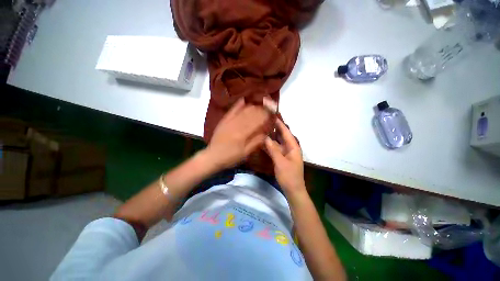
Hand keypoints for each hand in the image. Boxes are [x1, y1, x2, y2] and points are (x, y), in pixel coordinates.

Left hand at [205, 98, 272, 169]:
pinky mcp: (224, 120)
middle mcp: (237, 124)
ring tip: (261, 104)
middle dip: (262, 109)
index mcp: (243, 133)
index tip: (273, 112)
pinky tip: (244, 100)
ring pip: (244, 110)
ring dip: (253, 106)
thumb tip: (266, 133)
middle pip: (252, 113)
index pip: (257, 120)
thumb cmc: (230, 157)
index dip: (266, 115)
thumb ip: (256, 142)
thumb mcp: (245, 153)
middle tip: (269, 106)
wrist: (213, 156)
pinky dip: (239, 104)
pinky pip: (232, 110)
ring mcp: (229, 121)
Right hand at [264, 119, 305, 195]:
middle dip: (275, 129)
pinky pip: (276, 148)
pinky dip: (270, 145)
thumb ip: (273, 149)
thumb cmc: (289, 176)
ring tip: (263, 129)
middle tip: (266, 121)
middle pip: (282, 136)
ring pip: (278, 142)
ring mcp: (286, 153)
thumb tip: (266, 138)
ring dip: (272, 136)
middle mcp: (290, 148)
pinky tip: (264, 142)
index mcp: (293, 147)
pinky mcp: (282, 158)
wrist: (293, 190)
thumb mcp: (280, 162)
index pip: (286, 132)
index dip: (280, 124)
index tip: (273, 116)